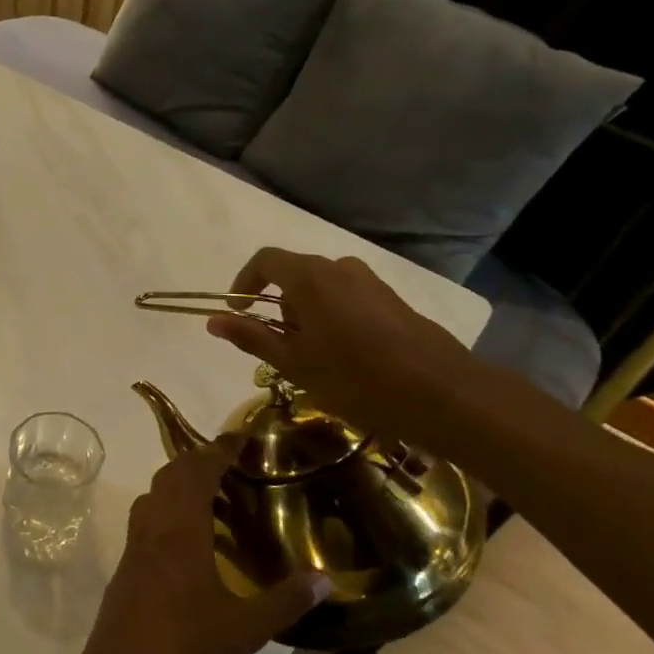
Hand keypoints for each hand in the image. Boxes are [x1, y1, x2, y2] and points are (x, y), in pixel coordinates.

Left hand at [77, 436, 326, 653]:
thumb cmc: (187, 645)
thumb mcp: (246, 628)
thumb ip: (286, 601)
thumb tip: (326, 580)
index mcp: (181, 527)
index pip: (199, 470)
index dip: (219, 449)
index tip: (239, 436)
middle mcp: (154, 524)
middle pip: (172, 474)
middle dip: (199, 460)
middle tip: (232, 464)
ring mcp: (135, 543)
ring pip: (155, 494)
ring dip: (181, 484)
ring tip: (216, 497)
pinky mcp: (127, 562)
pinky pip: (148, 517)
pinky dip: (169, 508)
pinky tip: (190, 538)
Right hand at [203, 247, 474, 441]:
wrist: (441, 393)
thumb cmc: (355, 378)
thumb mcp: (294, 363)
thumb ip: (251, 336)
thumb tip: (212, 320)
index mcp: (310, 277)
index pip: (265, 260)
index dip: (244, 282)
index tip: (239, 312)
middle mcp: (339, 268)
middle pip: (294, 273)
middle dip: (277, 305)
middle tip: (279, 346)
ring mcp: (370, 281)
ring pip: (322, 287)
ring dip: (306, 313)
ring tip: (312, 355)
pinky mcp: (393, 299)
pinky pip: (348, 297)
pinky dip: (333, 316)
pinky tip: (345, 355)